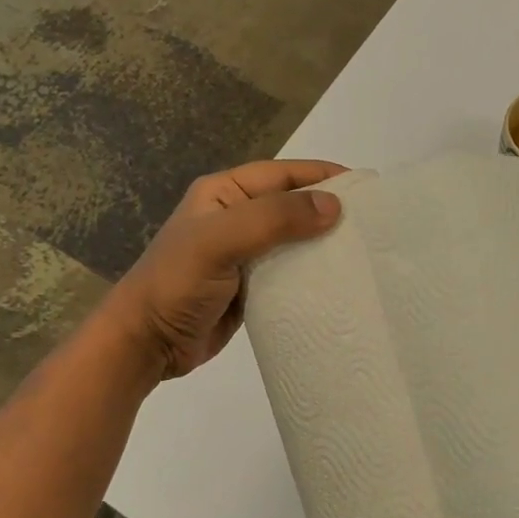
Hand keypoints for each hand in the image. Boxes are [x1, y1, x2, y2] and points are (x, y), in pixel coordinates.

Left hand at [102, 160, 346, 379]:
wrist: (145, 344)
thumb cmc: (176, 283)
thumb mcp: (220, 240)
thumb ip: (273, 219)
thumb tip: (333, 205)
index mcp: (224, 193)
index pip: (282, 174)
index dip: (322, 175)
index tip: (365, 186)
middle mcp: (235, 218)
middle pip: (292, 205)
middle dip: (329, 209)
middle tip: (373, 223)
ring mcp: (244, 254)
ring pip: (294, 240)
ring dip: (323, 244)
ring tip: (365, 251)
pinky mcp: (251, 287)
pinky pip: (289, 272)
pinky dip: (312, 274)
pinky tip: (339, 281)